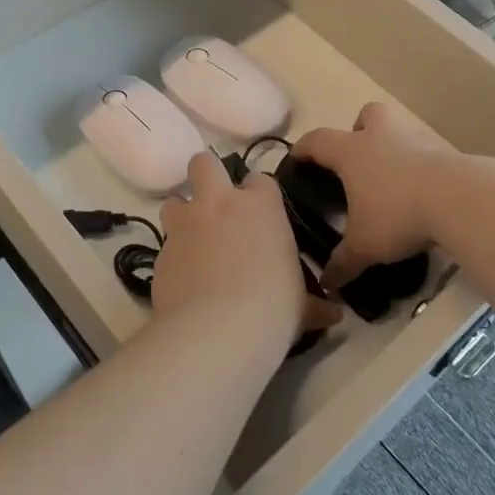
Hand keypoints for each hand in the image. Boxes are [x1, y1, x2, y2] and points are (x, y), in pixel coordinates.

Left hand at [155, 153, 337, 340]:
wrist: (217, 331)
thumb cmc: (273, 308)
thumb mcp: (303, 305)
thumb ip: (315, 303)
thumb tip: (335, 316)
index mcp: (261, 206)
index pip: (260, 180)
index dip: (258, 196)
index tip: (262, 217)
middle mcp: (219, 203)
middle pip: (204, 164)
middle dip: (207, 178)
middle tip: (217, 207)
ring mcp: (185, 225)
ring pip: (174, 201)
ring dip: (183, 215)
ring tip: (194, 242)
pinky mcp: (159, 252)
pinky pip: (165, 244)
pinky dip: (174, 256)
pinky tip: (184, 280)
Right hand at [292, 102, 456, 291]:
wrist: (459, 199)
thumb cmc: (397, 214)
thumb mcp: (365, 246)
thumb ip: (342, 263)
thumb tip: (326, 284)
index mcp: (351, 152)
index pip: (318, 140)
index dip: (304, 148)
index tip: (297, 157)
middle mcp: (381, 135)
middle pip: (366, 116)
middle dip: (359, 130)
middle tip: (358, 158)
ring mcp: (416, 138)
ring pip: (398, 127)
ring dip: (393, 144)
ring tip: (392, 176)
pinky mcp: (445, 149)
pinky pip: (425, 150)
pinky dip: (420, 164)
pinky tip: (422, 189)